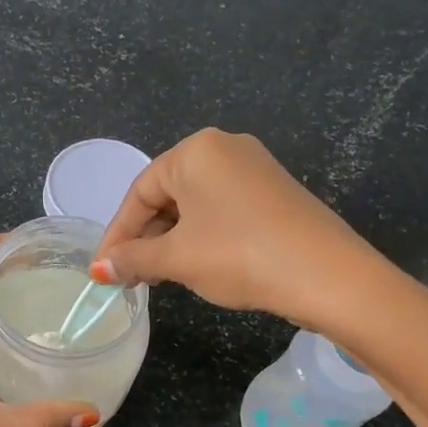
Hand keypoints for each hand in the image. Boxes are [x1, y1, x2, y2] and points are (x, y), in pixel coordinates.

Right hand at [92, 129, 372, 328]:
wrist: (328, 275)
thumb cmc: (239, 255)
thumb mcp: (178, 259)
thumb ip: (133, 259)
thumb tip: (99, 270)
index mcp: (196, 151)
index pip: (139, 192)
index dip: (117, 235)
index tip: (103, 271)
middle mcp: (225, 149)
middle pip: (167, 195)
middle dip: (144, 238)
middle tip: (129, 277)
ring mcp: (254, 169)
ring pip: (194, 206)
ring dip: (170, 241)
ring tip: (158, 277)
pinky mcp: (274, 193)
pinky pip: (222, 211)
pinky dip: (200, 237)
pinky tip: (195, 266)